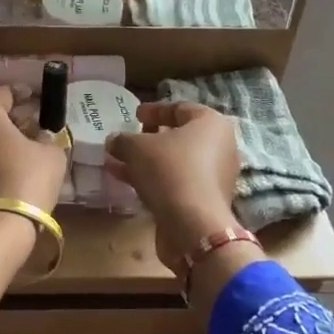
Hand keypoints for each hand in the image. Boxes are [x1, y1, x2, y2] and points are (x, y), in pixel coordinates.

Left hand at [0, 85, 67, 214]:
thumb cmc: (27, 179)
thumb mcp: (51, 154)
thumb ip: (48, 137)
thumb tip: (42, 136)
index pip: (3, 93)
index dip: (22, 92)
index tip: (35, 96)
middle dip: (9, 117)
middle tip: (32, 124)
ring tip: (21, 148)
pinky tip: (6, 168)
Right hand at [105, 101, 241, 274]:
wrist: (193, 225)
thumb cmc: (169, 170)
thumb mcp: (137, 148)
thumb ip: (123, 140)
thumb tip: (114, 141)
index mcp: (211, 124)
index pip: (180, 108)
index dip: (154, 110)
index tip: (134, 114)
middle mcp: (220, 147)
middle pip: (180, 137)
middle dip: (149, 139)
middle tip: (128, 140)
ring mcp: (215, 176)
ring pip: (175, 162)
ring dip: (146, 162)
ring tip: (117, 163)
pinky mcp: (206, 200)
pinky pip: (177, 182)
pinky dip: (154, 180)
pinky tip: (128, 182)